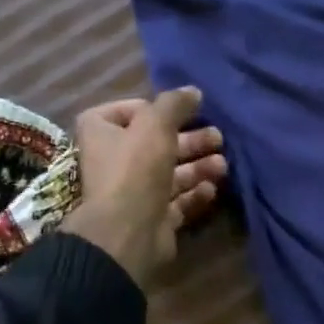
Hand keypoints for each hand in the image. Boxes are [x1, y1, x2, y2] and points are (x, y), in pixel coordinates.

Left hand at [60, 87, 227, 287]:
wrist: (128, 232)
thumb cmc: (135, 170)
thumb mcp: (155, 125)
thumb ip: (174, 104)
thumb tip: (193, 92)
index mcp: (101, 132)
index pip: (130, 110)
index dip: (158, 109)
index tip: (184, 112)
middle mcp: (115, 160)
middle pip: (158, 144)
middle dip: (190, 140)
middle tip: (218, 138)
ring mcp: (135, 192)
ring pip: (172, 173)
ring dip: (199, 167)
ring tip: (223, 166)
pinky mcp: (154, 217)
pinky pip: (178, 201)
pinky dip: (196, 194)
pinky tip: (212, 189)